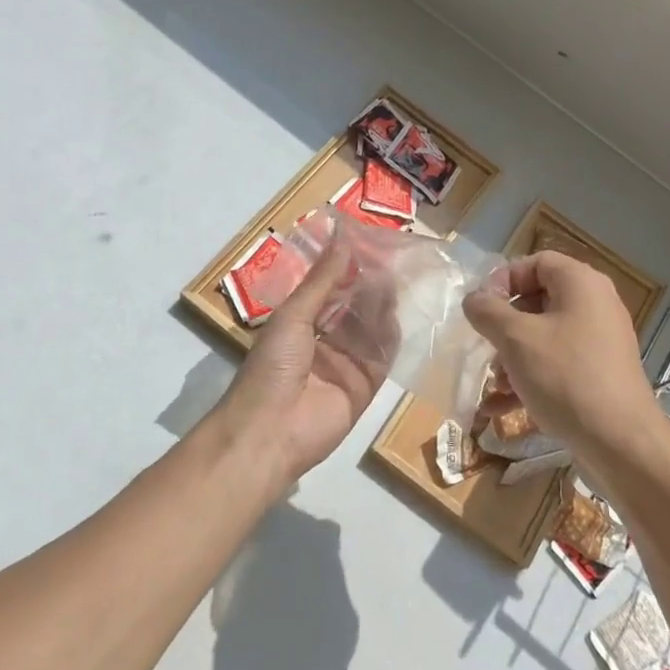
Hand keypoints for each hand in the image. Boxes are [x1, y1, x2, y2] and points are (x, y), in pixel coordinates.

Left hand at [212, 236, 391, 483]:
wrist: (271, 431)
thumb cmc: (272, 366)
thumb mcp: (293, 315)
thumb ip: (322, 279)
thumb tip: (342, 238)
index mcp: (299, 324)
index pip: (329, 290)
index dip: (346, 268)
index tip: (367, 243)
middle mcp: (324, 341)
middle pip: (353, 308)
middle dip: (368, 285)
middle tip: (391, 258)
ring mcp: (346, 364)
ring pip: (370, 329)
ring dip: (380, 306)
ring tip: (396, 280)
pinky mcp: (365, 386)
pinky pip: (382, 357)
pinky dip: (390, 336)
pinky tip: (398, 314)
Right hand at [463, 252, 662, 476]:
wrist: (621, 443)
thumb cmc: (566, 377)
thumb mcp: (516, 339)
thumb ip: (487, 311)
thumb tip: (474, 299)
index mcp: (581, 284)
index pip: (536, 262)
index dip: (503, 279)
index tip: (482, 307)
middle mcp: (595, 306)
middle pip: (538, 300)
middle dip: (504, 326)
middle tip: (486, 346)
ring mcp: (600, 342)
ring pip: (544, 337)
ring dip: (512, 357)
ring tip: (495, 385)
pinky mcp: (599, 375)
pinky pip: (557, 365)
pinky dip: (529, 379)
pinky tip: (500, 408)